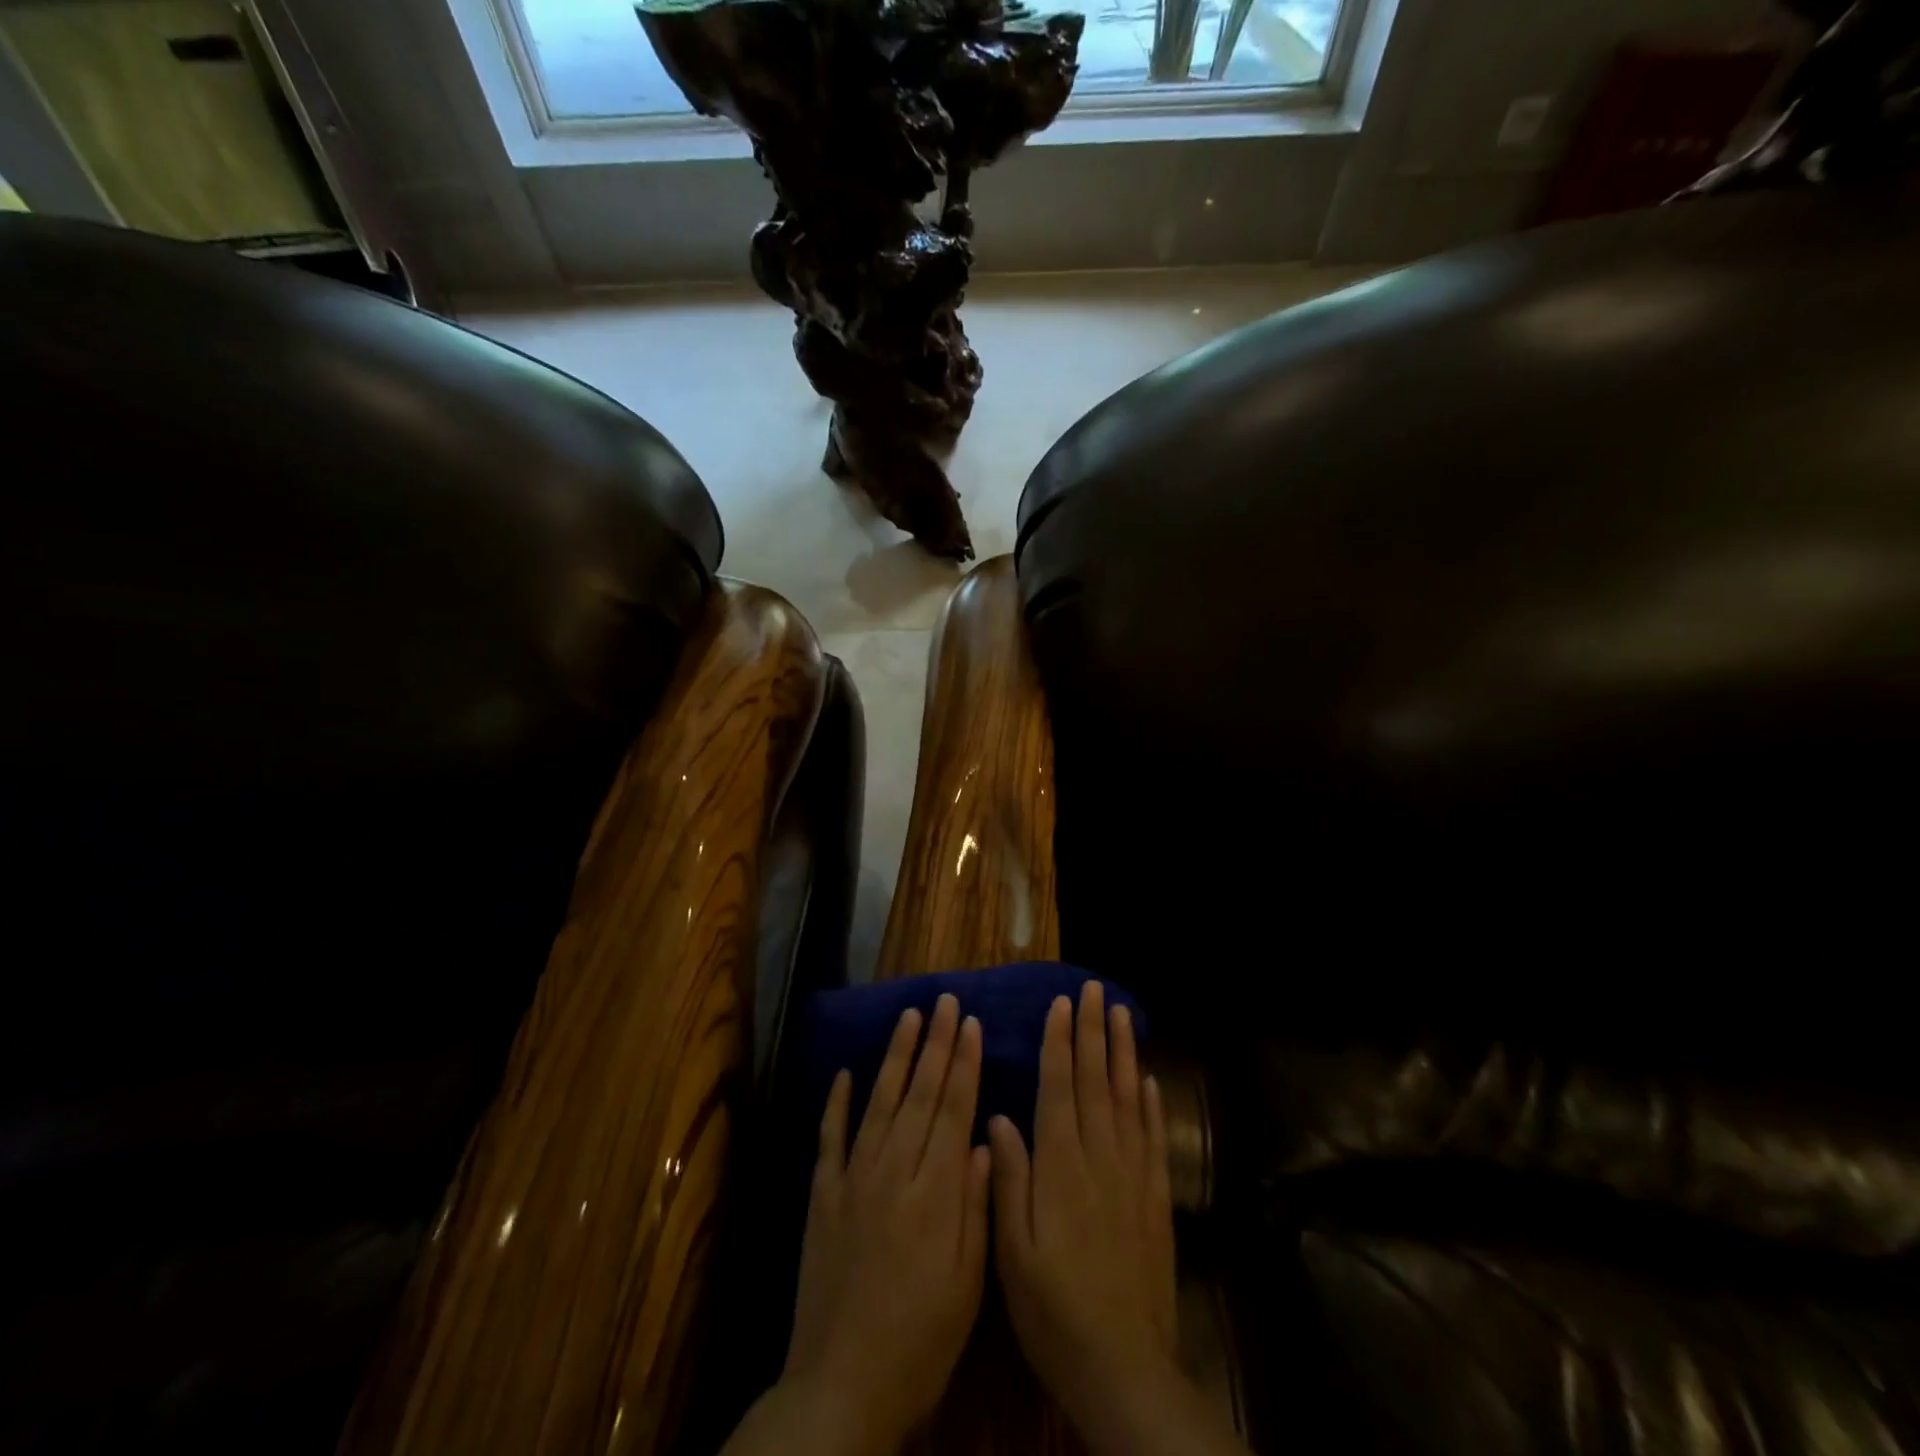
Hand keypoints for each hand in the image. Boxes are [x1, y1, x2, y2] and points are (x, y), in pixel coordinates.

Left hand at [781, 993, 990, 1455]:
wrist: (841, 1385)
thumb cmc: (920, 1340)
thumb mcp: (967, 1284)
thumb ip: (976, 1206)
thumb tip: (985, 1138)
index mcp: (934, 1193)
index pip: (952, 1110)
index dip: (963, 1064)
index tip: (971, 1023)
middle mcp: (892, 1172)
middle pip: (919, 1094)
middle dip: (936, 1044)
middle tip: (945, 1001)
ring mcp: (852, 1180)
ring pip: (879, 1103)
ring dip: (895, 1056)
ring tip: (909, 1017)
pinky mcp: (821, 1196)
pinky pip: (829, 1138)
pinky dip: (836, 1103)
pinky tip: (844, 1073)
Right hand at [988, 982, 1177, 1435]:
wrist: (1123, 1367)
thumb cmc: (1053, 1309)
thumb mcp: (1012, 1251)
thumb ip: (1008, 1179)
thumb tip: (1000, 1117)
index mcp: (1060, 1167)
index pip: (1060, 1089)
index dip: (1060, 1044)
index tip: (1061, 1005)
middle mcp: (1099, 1159)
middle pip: (1097, 1082)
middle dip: (1094, 1032)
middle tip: (1094, 990)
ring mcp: (1133, 1176)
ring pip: (1128, 1100)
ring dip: (1124, 1053)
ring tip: (1122, 1014)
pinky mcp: (1155, 1199)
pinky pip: (1154, 1140)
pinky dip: (1152, 1105)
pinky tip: (1149, 1080)